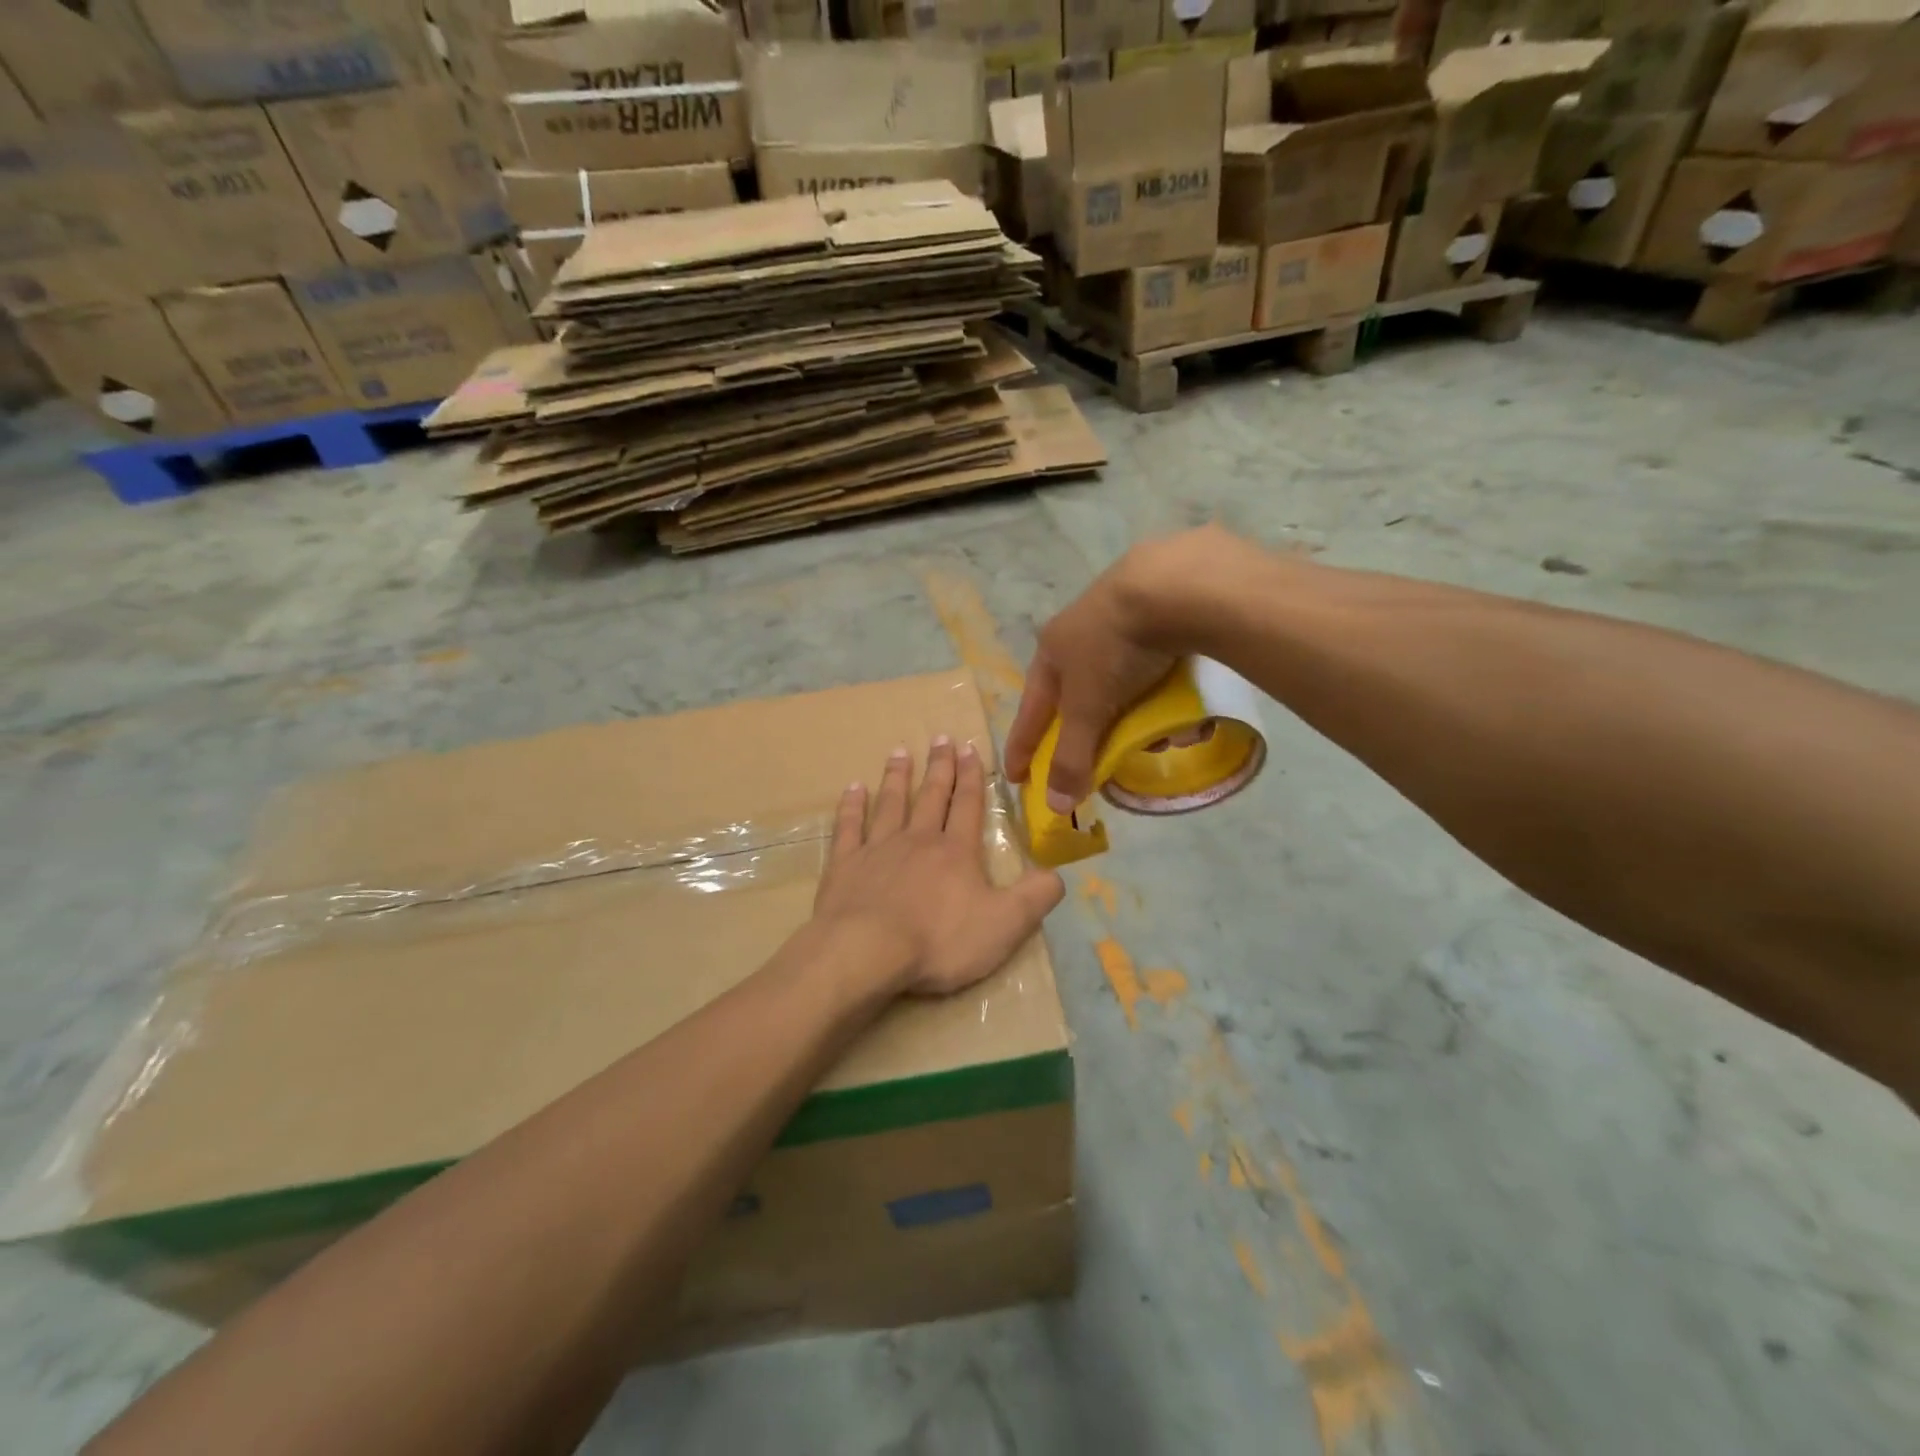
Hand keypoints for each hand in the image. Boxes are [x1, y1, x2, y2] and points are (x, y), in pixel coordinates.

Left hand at [815, 739, 1064, 996]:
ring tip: (900, 751)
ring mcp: (878, 849)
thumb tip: (1059, 874)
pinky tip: (852, 789)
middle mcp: (917, 840)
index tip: (970, 747)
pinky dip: (851, 807)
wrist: (867, 952)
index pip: (968, 805)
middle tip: (941, 737)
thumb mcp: (1004, 925)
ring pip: (890, 803)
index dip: (972, 777)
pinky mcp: (844, 865)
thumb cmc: (939, 941)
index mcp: (956, 852)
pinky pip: (848, 828)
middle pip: (931, 796)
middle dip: (940, 767)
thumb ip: (1035, 897)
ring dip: (897, 777)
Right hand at [1005, 530, 1236, 807]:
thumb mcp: (1088, 708)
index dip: (1022, 745)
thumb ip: (1072, 756)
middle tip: (1097, 754)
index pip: (1031, 710)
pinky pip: (1156, 662)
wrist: (1171, 584)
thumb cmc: (1114, 648)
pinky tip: (1187, 706)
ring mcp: (1120, 615)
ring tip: (1160, 735)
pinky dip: (1164, 689)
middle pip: (1078, 694)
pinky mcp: (1159, 608)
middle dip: (1090, 729)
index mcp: (1052, 651)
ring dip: (1135, 712)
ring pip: (1120, 678)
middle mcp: (1079, 631)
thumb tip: (1055, 805)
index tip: (1015, 776)